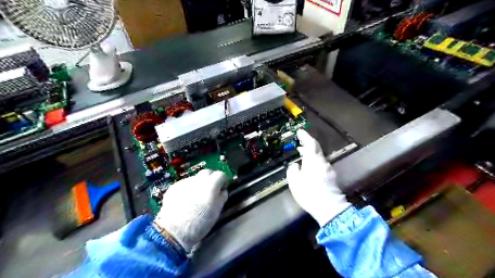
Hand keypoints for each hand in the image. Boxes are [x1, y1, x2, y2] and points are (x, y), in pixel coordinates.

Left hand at [154, 169, 227, 251]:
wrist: (174, 230)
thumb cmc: (200, 222)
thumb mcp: (217, 211)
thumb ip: (221, 197)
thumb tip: (222, 191)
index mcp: (211, 185)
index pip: (220, 174)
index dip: (223, 181)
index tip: (222, 188)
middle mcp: (198, 180)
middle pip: (207, 172)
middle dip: (211, 178)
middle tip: (210, 190)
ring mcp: (185, 182)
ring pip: (195, 178)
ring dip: (198, 184)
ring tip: (196, 198)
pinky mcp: (174, 187)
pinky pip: (185, 184)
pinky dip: (188, 189)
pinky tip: (185, 201)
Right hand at [286, 129, 350, 226]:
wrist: (329, 208)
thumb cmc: (309, 193)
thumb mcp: (295, 182)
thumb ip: (293, 170)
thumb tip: (295, 165)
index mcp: (313, 160)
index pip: (310, 143)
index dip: (305, 136)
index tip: (300, 131)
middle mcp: (322, 162)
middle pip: (316, 149)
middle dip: (308, 144)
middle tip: (299, 142)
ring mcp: (328, 169)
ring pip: (319, 157)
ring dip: (310, 153)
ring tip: (302, 154)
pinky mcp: (331, 177)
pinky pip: (321, 164)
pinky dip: (314, 161)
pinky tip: (309, 167)